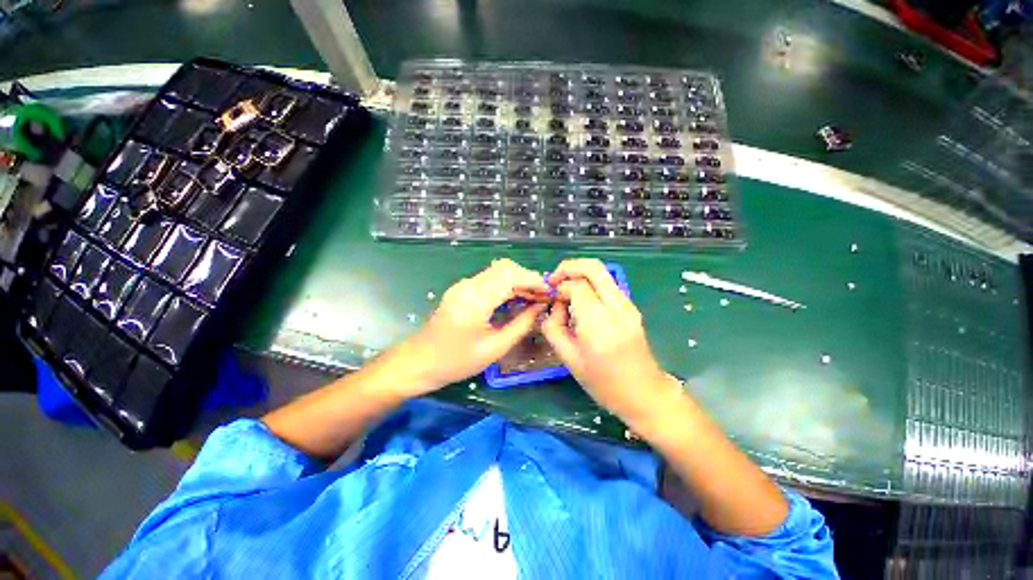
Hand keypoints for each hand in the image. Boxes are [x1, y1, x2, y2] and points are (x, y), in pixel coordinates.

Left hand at [395, 258, 549, 395]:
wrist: (420, 361)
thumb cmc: (457, 361)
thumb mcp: (495, 348)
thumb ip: (521, 325)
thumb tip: (541, 307)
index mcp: (475, 301)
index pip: (509, 277)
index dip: (533, 280)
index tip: (549, 292)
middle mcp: (468, 286)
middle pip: (505, 268)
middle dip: (527, 279)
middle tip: (543, 297)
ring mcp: (463, 285)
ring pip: (498, 271)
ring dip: (518, 281)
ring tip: (534, 299)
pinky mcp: (462, 289)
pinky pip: (490, 279)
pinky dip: (507, 285)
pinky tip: (516, 299)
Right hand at [541, 259, 680, 425]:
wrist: (644, 393)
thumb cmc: (603, 383)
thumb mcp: (569, 359)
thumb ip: (553, 327)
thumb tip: (553, 305)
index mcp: (598, 325)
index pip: (576, 287)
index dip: (559, 287)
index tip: (550, 297)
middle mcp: (616, 308)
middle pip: (593, 267)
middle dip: (569, 267)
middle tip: (554, 280)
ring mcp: (628, 305)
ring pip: (601, 272)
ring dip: (579, 274)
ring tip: (565, 291)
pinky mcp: (631, 307)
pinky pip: (607, 284)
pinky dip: (589, 283)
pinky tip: (580, 300)